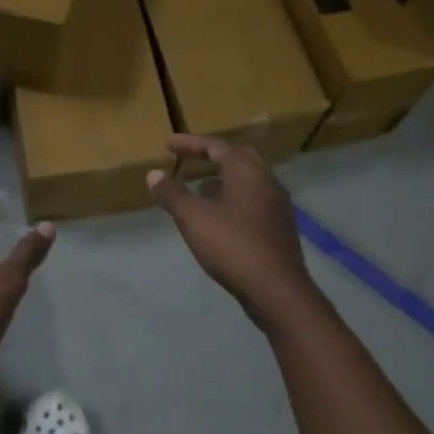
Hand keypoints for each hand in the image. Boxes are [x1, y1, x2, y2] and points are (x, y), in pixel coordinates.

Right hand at [148, 135, 316, 325]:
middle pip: (238, 158)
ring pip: (248, 182)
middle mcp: (267, 181)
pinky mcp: (279, 227)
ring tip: (199, 190)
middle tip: (190, 160)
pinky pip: (253, 201)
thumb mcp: (193, 219)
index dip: (190, 144)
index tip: (168, 145)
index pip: (216, 147)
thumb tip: (153, 174)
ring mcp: (277, 205)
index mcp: (247, 172)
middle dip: (212, 157)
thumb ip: (172, 194)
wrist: (276, 289)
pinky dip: (233, 199)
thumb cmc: (232, 246)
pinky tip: (219, 218)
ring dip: (223, 180)